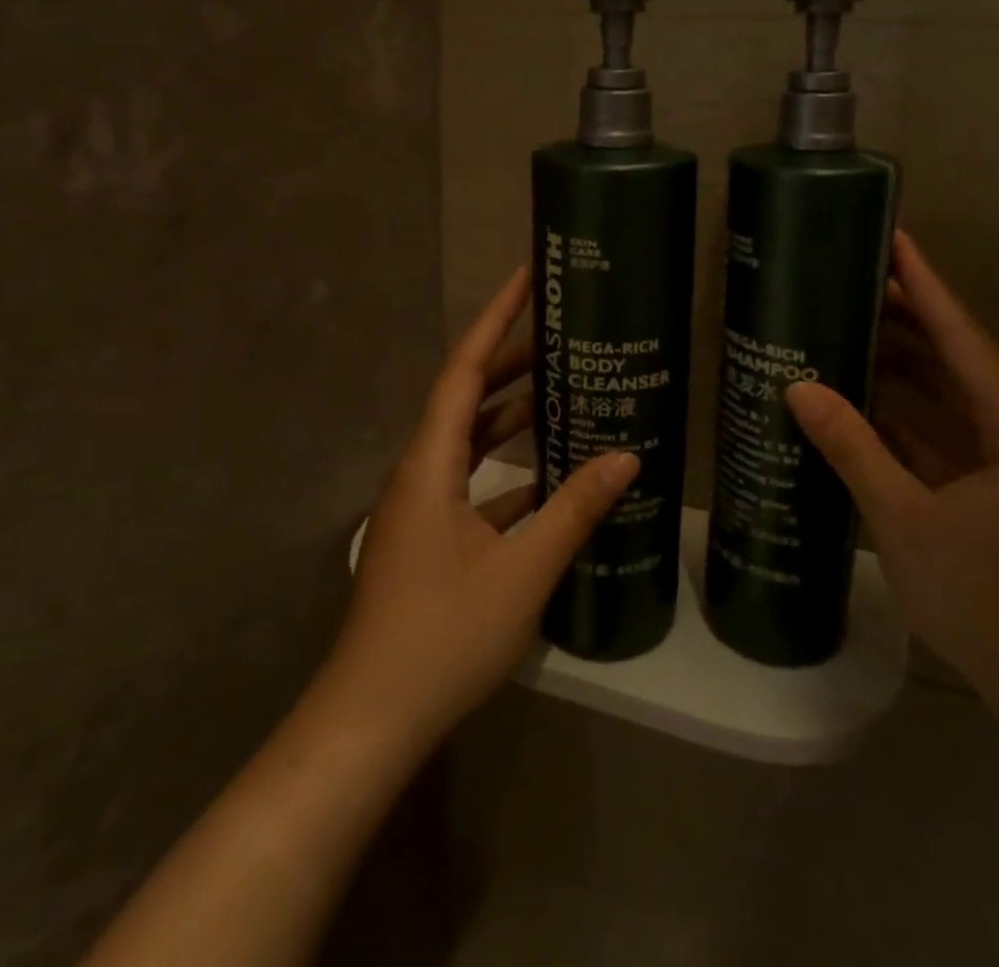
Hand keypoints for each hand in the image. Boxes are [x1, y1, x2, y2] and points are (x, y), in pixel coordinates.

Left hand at [323, 266, 639, 746]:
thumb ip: (575, 510)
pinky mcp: (430, 537)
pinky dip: (510, 469)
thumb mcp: (522, 572)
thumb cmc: (442, 636)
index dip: (494, 320)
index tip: (524, 279)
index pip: (464, 371)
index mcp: (431, 463)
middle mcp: (421, 471)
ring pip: (471, 441)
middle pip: (468, 398)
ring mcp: (422, 506)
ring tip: (566, 392)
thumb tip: (627, 456)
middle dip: (513, 362)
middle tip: (564, 335)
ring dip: (513, 416)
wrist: (371, 720)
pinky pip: (473, 482)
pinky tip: (552, 478)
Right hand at [786, 231, 998, 716]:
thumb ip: (853, 448)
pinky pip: (941, 435)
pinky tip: (859, 403)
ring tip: (847, 329)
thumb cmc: (987, 598)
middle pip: (955, 359)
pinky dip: (902, 417)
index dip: (927, 286)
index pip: (962, 337)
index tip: (895, 239)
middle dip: (906, 320)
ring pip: (946, 398)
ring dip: (900, 368)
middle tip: (852, 280)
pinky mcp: (990, 493)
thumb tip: (800, 387)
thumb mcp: (906, 519)